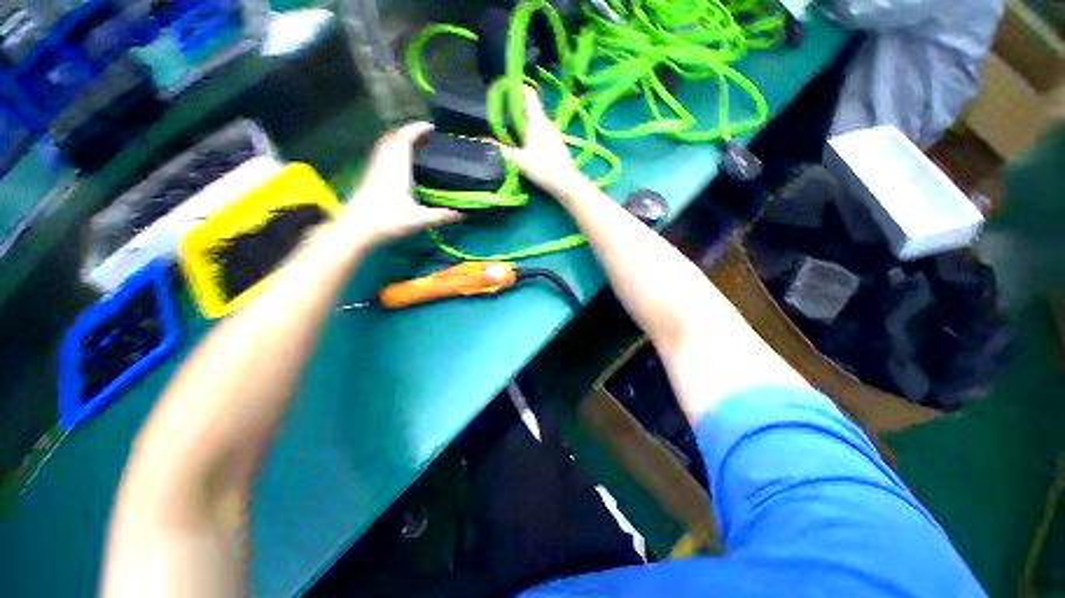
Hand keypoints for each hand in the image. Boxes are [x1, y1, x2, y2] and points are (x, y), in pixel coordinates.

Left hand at [339, 122, 461, 242]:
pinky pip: (382, 153)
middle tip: (426, 136)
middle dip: (410, 132)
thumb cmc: (387, 220)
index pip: (405, 138)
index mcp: (397, 167)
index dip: (418, 129)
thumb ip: (442, 215)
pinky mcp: (370, 176)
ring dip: (400, 139)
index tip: (431, 127)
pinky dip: (393, 149)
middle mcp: (385, 162)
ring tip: (415, 145)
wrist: (356, 228)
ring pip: (386, 144)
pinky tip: (400, 161)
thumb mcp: (419, 219)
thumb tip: (464, 215)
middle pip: (395, 137)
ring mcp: (375, 168)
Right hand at [499, 87, 585, 197]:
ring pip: (537, 123)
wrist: (565, 182)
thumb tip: (486, 138)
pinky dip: (534, 135)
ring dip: (526, 125)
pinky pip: (543, 133)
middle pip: (531, 109)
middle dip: (517, 111)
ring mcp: (554, 133)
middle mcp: (547, 122)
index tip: (505, 90)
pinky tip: (528, 147)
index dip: (517, 88)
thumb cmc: (541, 168)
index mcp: (537, 120)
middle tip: (503, 118)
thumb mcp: (518, 160)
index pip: (528, 94)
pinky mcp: (557, 144)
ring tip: (514, 134)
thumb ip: (502, 148)